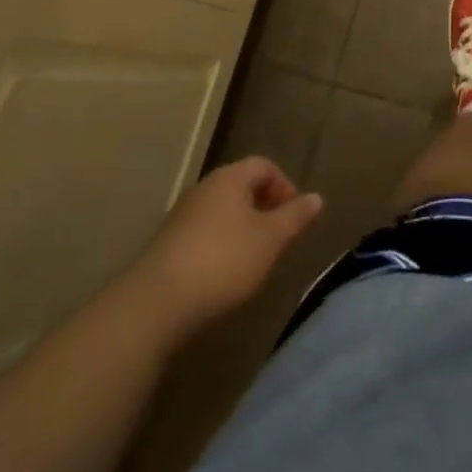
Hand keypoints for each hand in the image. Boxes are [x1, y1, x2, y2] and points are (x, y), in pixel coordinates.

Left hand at [133, 157, 323, 340]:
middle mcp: (204, 188)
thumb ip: (295, 217)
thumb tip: (317, 198)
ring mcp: (181, 216)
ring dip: (242, 229)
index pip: (264, 166)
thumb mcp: (270, 240)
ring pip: (222, 212)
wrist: (154, 305)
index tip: (295, 217)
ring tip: (254, 259)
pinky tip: (223, 275)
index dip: (285, 186)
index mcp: (230, 178)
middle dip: (264, 208)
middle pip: (241, 187)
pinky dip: (220, 246)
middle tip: (278, 238)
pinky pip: (203, 234)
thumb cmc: (223, 262)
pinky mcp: (166, 245)